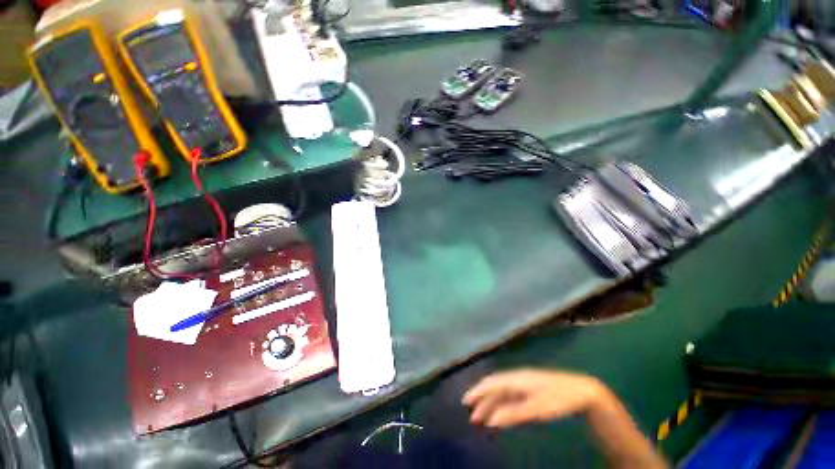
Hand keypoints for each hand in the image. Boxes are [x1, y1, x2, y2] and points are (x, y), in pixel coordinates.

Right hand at [462, 369, 609, 428]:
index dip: (477, 391)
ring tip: (482, 419)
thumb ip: (513, 413)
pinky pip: (511, 398)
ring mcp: (524, 385)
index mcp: (516, 379)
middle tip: (472, 417)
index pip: (491, 383)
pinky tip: (500, 415)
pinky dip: (502, 407)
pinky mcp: (531, 392)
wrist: (582, 392)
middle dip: (482, 401)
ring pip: (502, 394)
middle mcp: (517, 380)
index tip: (465, 402)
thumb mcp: (537, 409)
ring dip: (491, 405)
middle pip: (495, 388)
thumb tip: (491, 419)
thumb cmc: (559, 399)